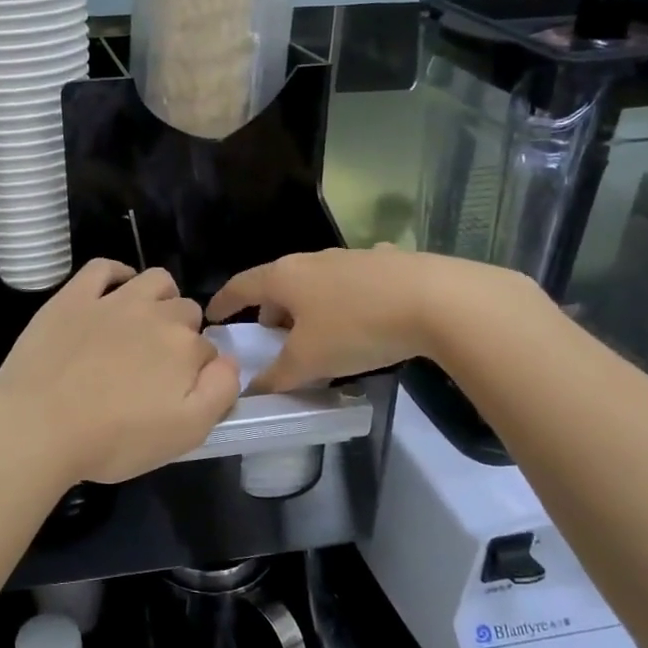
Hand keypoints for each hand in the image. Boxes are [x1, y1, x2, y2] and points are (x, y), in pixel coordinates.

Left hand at [0, 261, 241, 486]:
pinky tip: (117, 288)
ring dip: (161, 298)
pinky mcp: (74, 296)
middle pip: (186, 312)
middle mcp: (156, 315)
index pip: (208, 351)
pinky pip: (104, 267)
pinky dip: (117, 273)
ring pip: (155, 281)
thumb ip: (220, 392)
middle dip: (182, 334)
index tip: (179, 394)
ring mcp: (113, 301)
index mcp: (185, 348)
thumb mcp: (186, 433)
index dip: (198, 373)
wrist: (39, 425)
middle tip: (157, 368)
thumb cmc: (114, 439)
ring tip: (146, 324)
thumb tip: (228, 361)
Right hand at [206, 246, 543, 392]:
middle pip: (279, 284)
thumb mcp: (309, 361)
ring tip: (316, 333)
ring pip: (315, 282)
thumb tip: (252, 390)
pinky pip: (352, 281)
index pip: (240, 286)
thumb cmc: (356, 328)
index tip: (212, 317)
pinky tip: (361, 312)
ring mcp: (350, 257)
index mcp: (285, 277)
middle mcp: (312, 259)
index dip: (223, 302)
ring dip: (307, 306)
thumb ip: (276, 376)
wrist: (435, 300)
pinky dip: (344, 298)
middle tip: (270, 338)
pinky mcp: (386, 262)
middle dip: (269, 310)